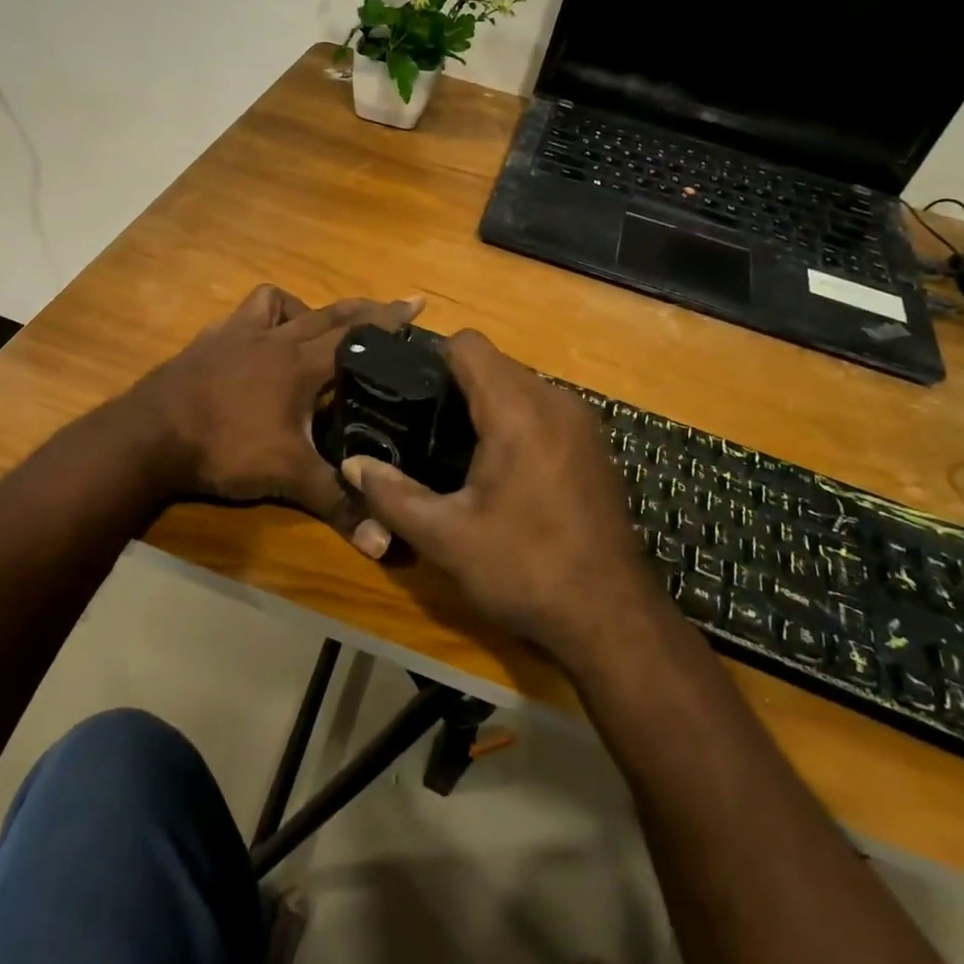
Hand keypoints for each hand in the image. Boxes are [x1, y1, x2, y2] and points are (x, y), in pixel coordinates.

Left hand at [129, 284, 421, 557]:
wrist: (148, 436)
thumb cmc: (224, 448)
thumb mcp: (287, 477)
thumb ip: (337, 503)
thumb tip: (385, 544)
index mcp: (299, 363)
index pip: (357, 336)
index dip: (391, 321)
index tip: (418, 303)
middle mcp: (273, 338)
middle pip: (328, 313)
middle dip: (365, 308)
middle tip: (394, 306)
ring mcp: (236, 335)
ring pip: (279, 302)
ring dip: (305, 309)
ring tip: (317, 328)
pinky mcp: (208, 341)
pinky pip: (243, 316)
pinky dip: (261, 319)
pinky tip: (259, 340)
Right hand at [342, 330, 654, 658]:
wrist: (612, 618)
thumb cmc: (525, 569)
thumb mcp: (445, 537)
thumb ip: (391, 495)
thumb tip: (351, 464)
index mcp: (517, 410)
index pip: (468, 344)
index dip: (432, 360)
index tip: (408, 396)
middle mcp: (555, 401)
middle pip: (494, 364)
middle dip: (455, 387)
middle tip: (423, 431)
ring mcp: (582, 422)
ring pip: (520, 386)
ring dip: (486, 406)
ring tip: (456, 452)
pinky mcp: (594, 445)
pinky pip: (543, 410)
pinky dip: (516, 423)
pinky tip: (501, 471)